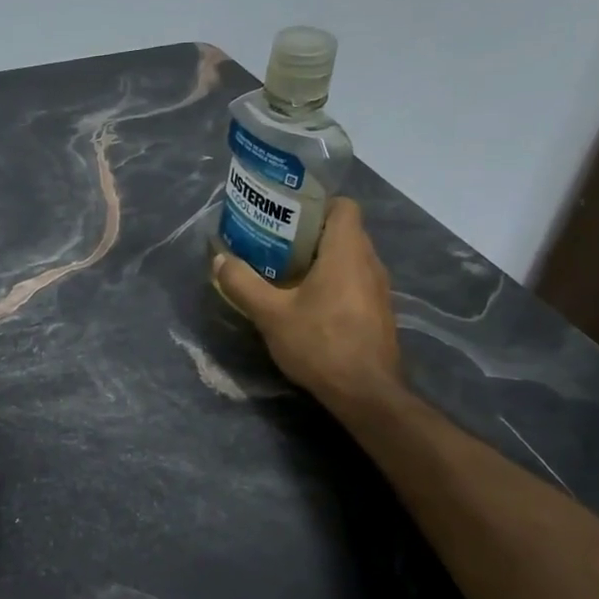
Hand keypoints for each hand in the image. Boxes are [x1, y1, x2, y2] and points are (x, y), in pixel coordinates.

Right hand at [213, 197, 403, 411]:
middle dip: (309, 234)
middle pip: (343, 231)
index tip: (286, 217)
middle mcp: (370, 263)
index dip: (316, 205)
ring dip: (320, 261)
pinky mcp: (378, 313)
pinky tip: (306, 304)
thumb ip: (243, 283)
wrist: (366, 393)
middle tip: (274, 245)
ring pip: (349, 259)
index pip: (343, 206)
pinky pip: (354, 282)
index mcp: (347, 252)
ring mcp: (379, 289)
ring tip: (284, 274)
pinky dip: (332, 283)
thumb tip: (219, 259)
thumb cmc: (320, 344)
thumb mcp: (270, 314)